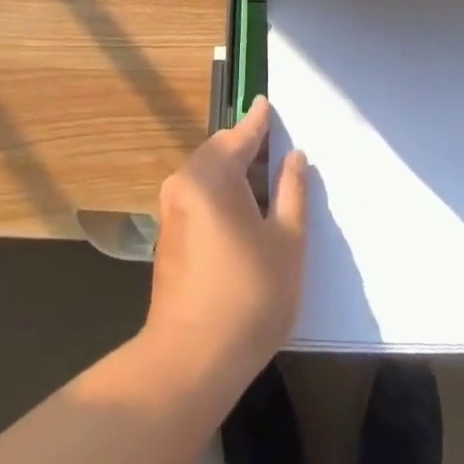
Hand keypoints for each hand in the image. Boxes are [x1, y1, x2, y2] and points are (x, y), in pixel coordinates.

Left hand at [145, 98, 308, 387]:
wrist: (191, 359)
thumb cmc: (249, 297)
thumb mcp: (287, 243)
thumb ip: (292, 193)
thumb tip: (294, 157)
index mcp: (210, 177)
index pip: (239, 136)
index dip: (258, 121)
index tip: (267, 103)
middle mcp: (183, 184)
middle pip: (218, 152)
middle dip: (246, 147)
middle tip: (277, 147)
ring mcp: (171, 211)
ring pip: (207, 176)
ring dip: (235, 173)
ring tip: (268, 180)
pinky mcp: (169, 236)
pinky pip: (198, 197)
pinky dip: (221, 193)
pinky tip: (244, 212)